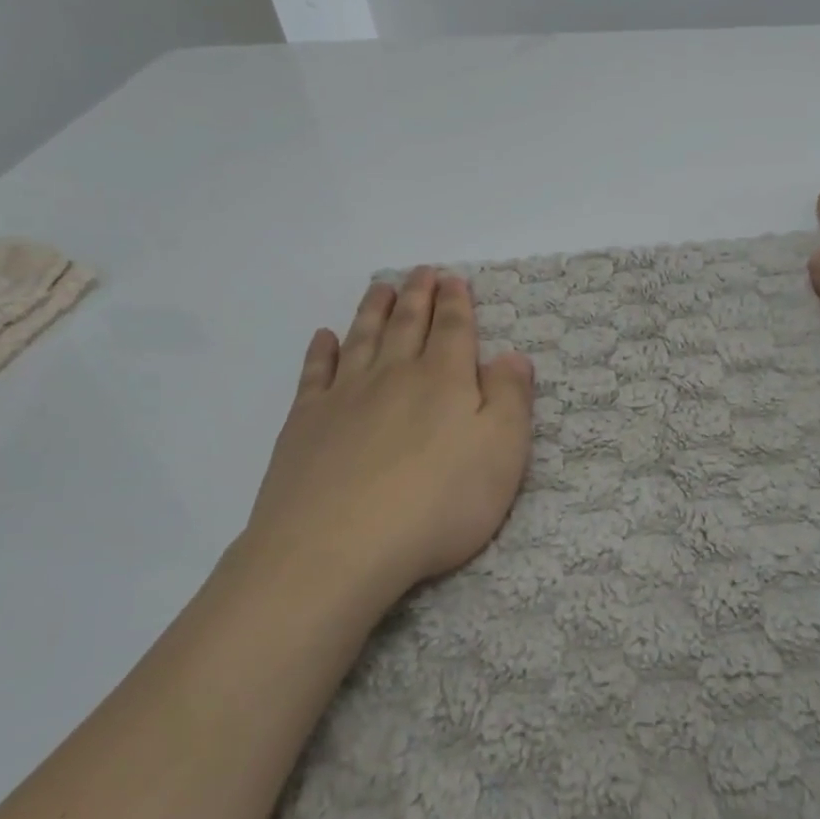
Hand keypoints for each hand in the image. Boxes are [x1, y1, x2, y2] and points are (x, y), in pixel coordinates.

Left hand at [237, 267, 534, 609]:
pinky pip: (316, 373)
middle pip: (408, 324)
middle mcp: (394, 375)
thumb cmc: (436, 505)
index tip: (453, 278)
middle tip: (421, 271)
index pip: (454, 330)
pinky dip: (322, 351)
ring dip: (374, 310)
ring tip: (380, 287)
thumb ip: (511, 400)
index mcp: (444, 381)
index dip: (456, 303)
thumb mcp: (501, 455)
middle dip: (418, 295)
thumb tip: (513, 355)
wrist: (337, 546)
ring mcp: (345, 396)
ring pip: (363, 338)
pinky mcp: (306, 422)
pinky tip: (324, 337)